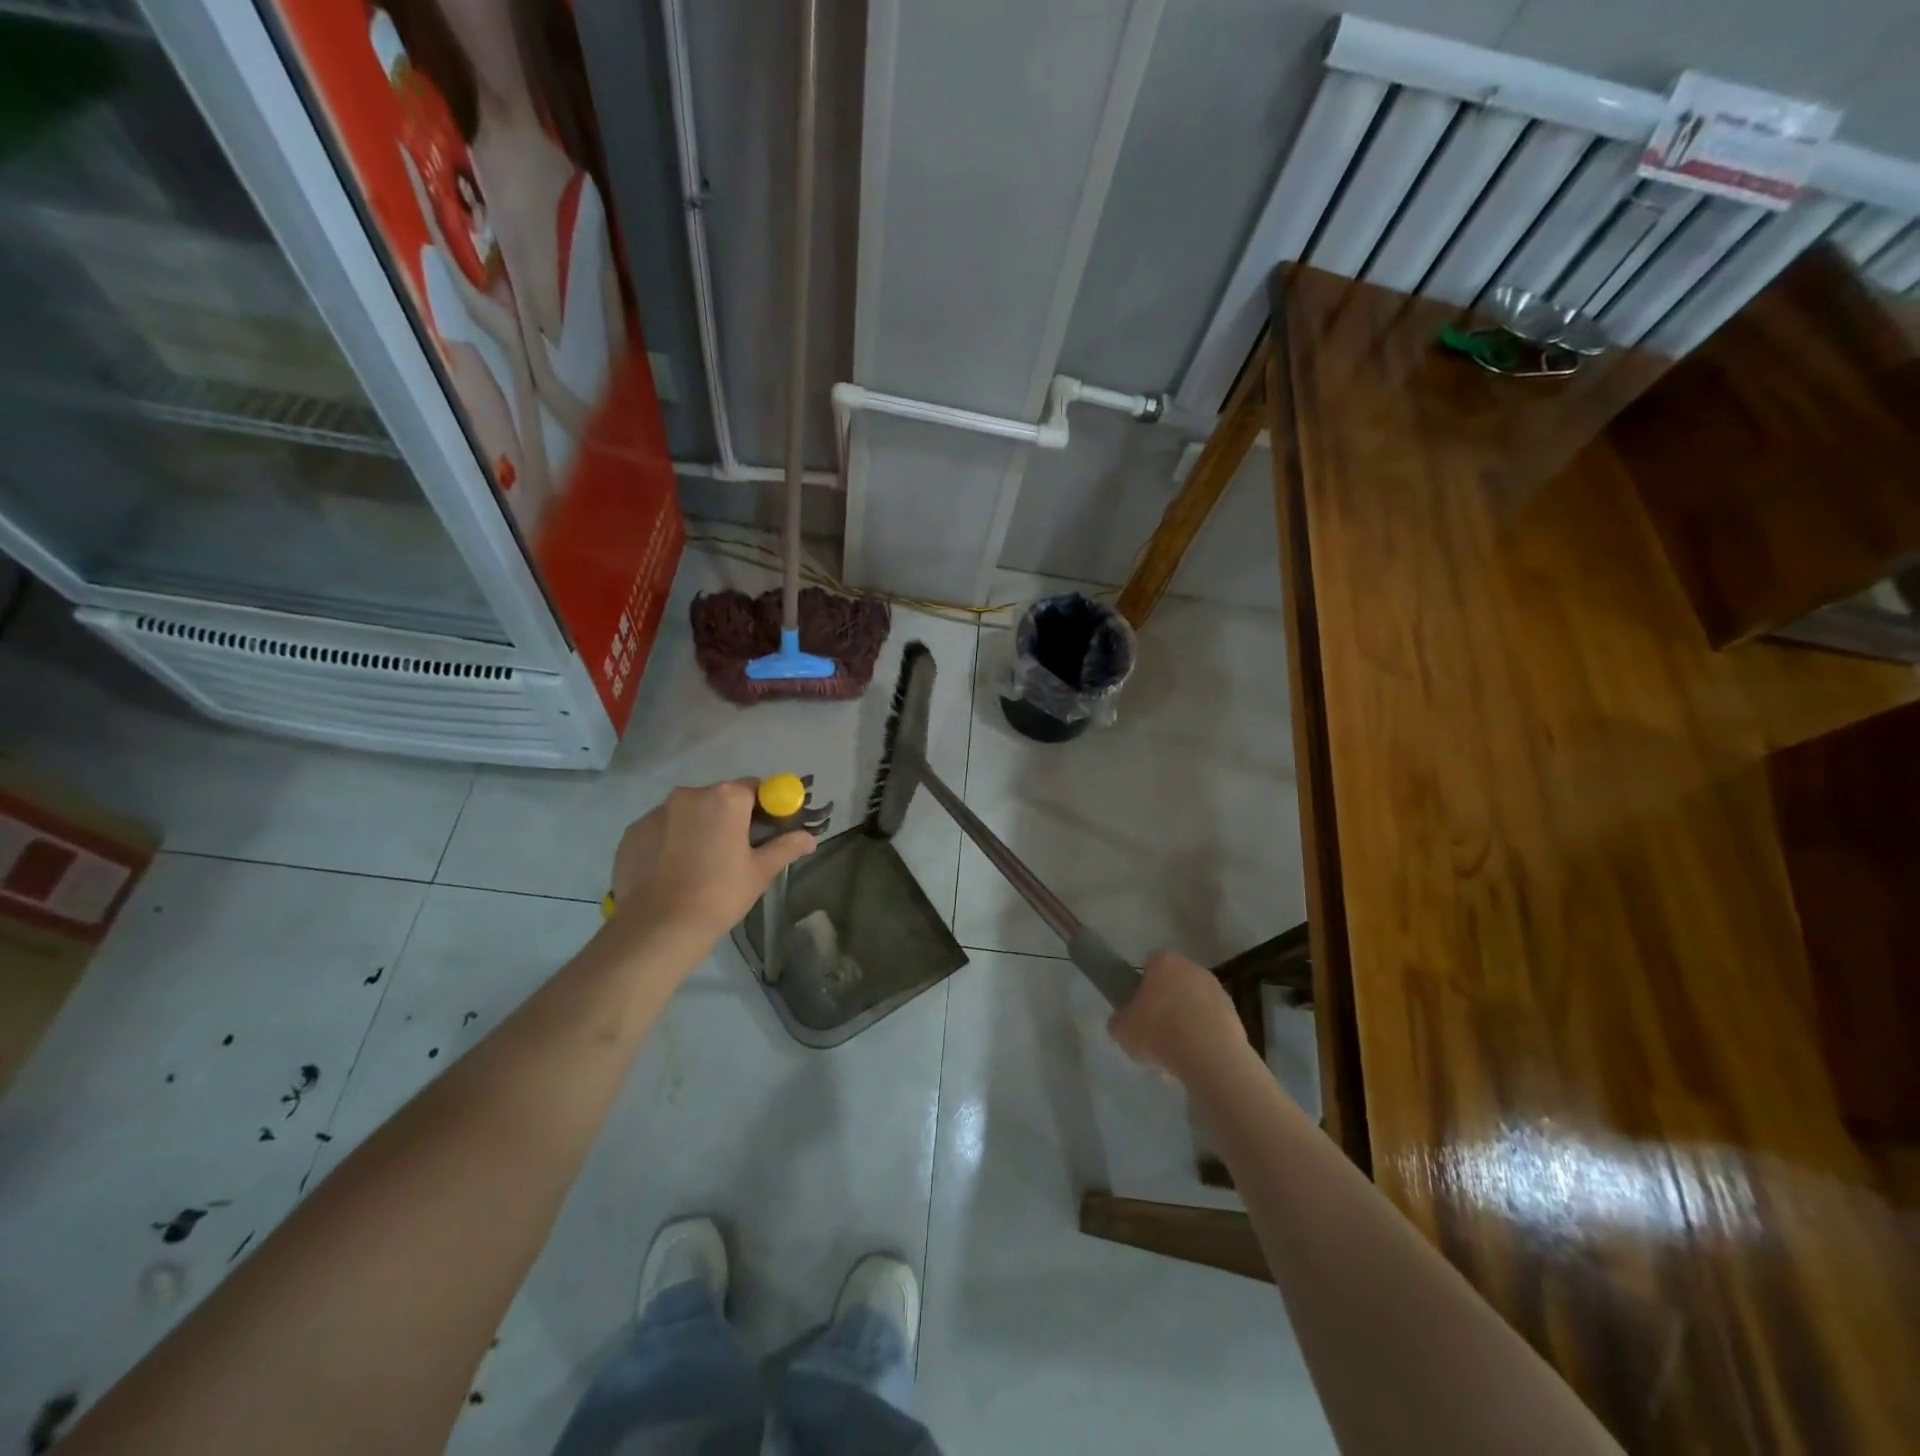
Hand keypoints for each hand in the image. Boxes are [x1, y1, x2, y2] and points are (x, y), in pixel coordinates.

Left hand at [609, 781, 814, 954]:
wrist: (658, 927)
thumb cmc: (719, 894)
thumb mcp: (760, 872)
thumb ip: (786, 847)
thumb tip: (810, 838)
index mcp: (726, 798)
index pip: (754, 787)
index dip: (763, 806)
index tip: (765, 829)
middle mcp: (690, 794)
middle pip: (718, 798)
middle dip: (728, 817)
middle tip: (733, 851)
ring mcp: (657, 812)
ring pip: (687, 813)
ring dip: (697, 828)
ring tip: (698, 865)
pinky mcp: (633, 831)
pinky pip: (661, 829)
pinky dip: (669, 841)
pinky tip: (672, 871)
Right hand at [1108, 950, 1248, 1077]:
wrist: (1210, 1057)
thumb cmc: (1158, 1032)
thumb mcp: (1121, 1028)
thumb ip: (1120, 1020)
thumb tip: (1125, 1022)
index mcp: (1164, 961)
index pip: (1149, 965)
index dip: (1141, 986)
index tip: (1137, 1009)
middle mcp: (1193, 968)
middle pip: (1174, 986)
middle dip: (1165, 1007)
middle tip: (1154, 1035)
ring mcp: (1218, 992)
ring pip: (1194, 1008)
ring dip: (1185, 1026)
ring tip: (1174, 1058)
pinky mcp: (1236, 1017)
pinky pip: (1211, 1027)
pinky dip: (1203, 1041)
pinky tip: (1193, 1064)